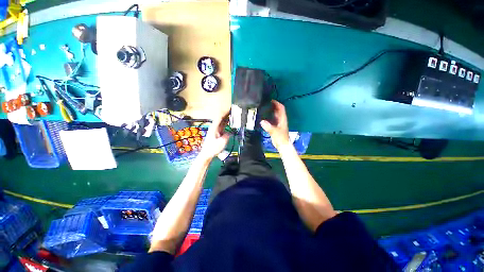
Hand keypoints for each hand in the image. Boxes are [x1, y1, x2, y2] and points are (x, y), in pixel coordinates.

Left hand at [199, 114, 229, 160]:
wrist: (207, 154)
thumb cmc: (212, 149)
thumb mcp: (221, 143)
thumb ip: (226, 136)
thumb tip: (229, 133)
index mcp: (214, 129)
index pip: (219, 118)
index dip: (224, 113)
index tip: (228, 109)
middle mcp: (214, 128)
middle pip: (220, 119)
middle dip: (226, 115)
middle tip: (231, 111)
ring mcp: (215, 131)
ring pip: (221, 123)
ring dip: (226, 119)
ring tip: (231, 115)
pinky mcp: (216, 134)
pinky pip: (222, 127)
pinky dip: (225, 124)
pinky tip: (228, 123)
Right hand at [260, 100, 289, 150]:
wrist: (282, 145)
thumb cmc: (281, 138)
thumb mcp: (274, 132)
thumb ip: (268, 127)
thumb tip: (262, 121)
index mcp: (282, 119)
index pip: (281, 108)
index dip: (277, 103)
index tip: (271, 100)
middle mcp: (281, 120)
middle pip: (278, 110)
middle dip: (273, 106)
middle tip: (266, 103)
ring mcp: (278, 123)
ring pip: (275, 115)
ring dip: (271, 111)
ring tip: (264, 108)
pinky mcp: (275, 127)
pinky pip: (272, 120)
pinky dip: (269, 117)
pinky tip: (264, 117)